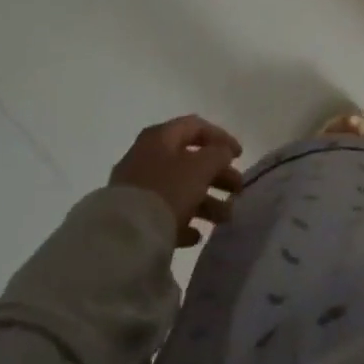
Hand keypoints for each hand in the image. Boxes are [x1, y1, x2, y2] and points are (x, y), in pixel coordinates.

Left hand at [109, 115, 244, 247]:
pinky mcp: (132, 216)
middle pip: (190, 160)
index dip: (221, 138)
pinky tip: (197, 235)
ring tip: (225, 218)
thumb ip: (218, 154)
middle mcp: (146, 156)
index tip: (239, 156)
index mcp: (160, 137)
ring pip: (179, 188)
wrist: (123, 236)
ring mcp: (137, 187)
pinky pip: (164, 213)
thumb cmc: (167, 189)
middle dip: (217, 175)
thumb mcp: (201, 167)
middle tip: (237, 190)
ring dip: (206, 201)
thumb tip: (223, 152)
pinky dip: (183, 220)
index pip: (196, 127)